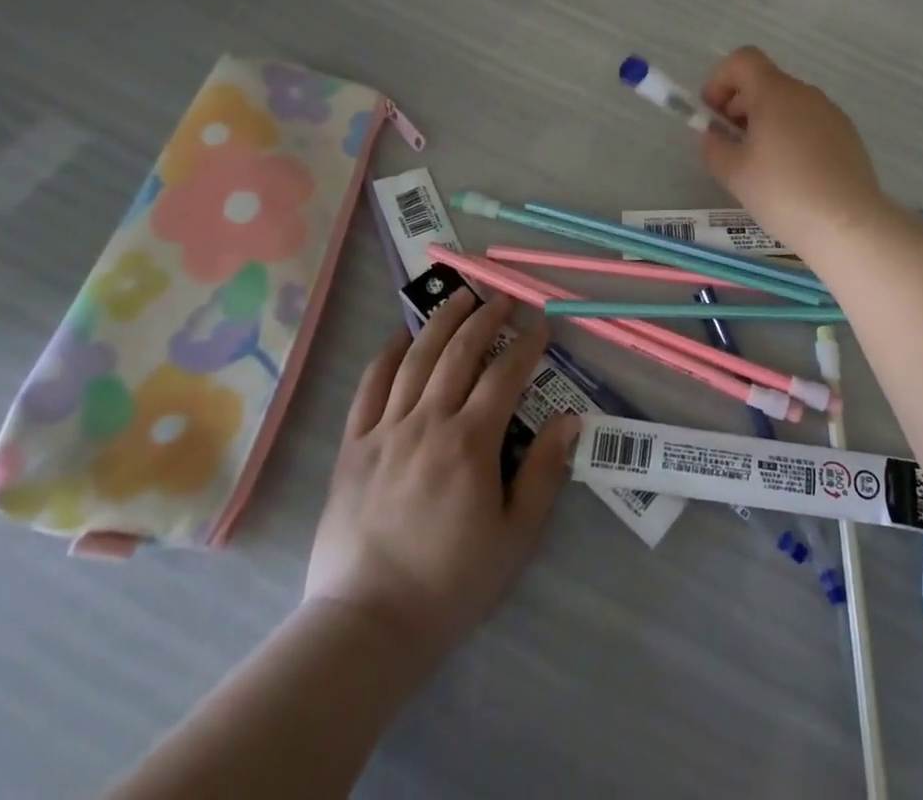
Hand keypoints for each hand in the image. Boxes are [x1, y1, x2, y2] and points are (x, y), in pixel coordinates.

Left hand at [302, 291, 577, 662]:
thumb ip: (543, 473)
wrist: (367, 625)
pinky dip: (388, 355)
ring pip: (416, 359)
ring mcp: (385, 431)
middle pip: (459, 353)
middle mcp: (428, 422)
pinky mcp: (353, 446)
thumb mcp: (514, 536)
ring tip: (459, 298)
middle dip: (485, 319)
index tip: (542, 326)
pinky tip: (402, 337)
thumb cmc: (450, 583)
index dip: (526, 345)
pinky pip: (369, 387)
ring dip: (441, 322)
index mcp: (470, 443)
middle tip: (502, 299)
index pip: (505, 375)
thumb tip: (569, 421)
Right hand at [698, 47, 890, 251]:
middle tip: (730, 146)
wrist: (847, 224)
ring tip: (760, 166)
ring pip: (788, 105)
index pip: (743, 60)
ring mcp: (831, 114)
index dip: (719, 80)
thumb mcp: (734, 173)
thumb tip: (712, 136)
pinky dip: (791, 136)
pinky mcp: (848, 136)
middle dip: (739, 106)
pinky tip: (791, 176)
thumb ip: (713, 148)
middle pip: (765, 83)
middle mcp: (806, 93)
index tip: (712, 115)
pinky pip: (810, 124)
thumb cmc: (783, 192)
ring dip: (766, 123)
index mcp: (775, 93)